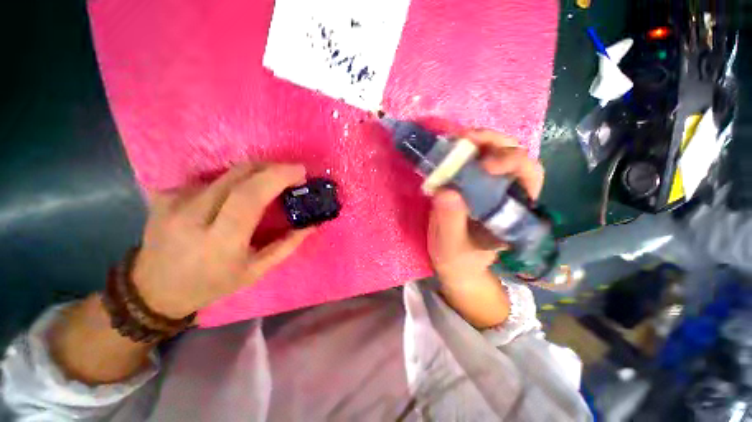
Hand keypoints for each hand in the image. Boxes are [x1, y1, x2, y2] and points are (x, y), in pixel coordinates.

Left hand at [132, 163, 312, 318]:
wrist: (154, 289)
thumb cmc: (212, 284)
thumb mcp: (255, 271)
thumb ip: (286, 246)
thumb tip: (311, 225)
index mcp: (219, 241)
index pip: (250, 195)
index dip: (277, 176)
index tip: (299, 171)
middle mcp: (193, 215)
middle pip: (238, 174)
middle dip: (271, 168)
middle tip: (290, 175)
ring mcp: (174, 201)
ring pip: (227, 173)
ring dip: (255, 175)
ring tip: (267, 186)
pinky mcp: (165, 194)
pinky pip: (210, 179)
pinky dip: (232, 181)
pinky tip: (235, 196)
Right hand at [427, 130, 543, 327]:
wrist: (455, 263)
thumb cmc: (457, 258)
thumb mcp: (451, 245)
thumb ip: (450, 222)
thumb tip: (446, 190)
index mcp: (513, 211)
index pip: (529, 175)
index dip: (512, 161)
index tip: (485, 165)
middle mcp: (506, 193)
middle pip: (513, 155)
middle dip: (492, 142)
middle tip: (465, 140)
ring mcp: (488, 187)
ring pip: (493, 152)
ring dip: (477, 142)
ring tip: (455, 142)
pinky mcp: (471, 186)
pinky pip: (472, 160)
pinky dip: (462, 151)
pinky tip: (449, 151)